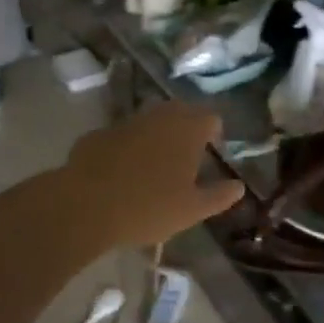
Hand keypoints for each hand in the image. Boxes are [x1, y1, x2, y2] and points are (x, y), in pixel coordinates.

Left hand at [66, 102, 245, 249]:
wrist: (85, 205)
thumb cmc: (148, 207)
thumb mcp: (191, 210)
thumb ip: (218, 196)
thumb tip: (238, 187)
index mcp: (187, 130)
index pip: (210, 118)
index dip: (213, 133)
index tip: (211, 151)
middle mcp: (158, 116)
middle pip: (180, 112)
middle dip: (186, 128)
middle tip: (187, 155)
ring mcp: (125, 122)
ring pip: (149, 121)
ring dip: (156, 135)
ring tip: (155, 164)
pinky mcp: (98, 134)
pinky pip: (122, 135)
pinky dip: (127, 146)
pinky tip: (122, 171)